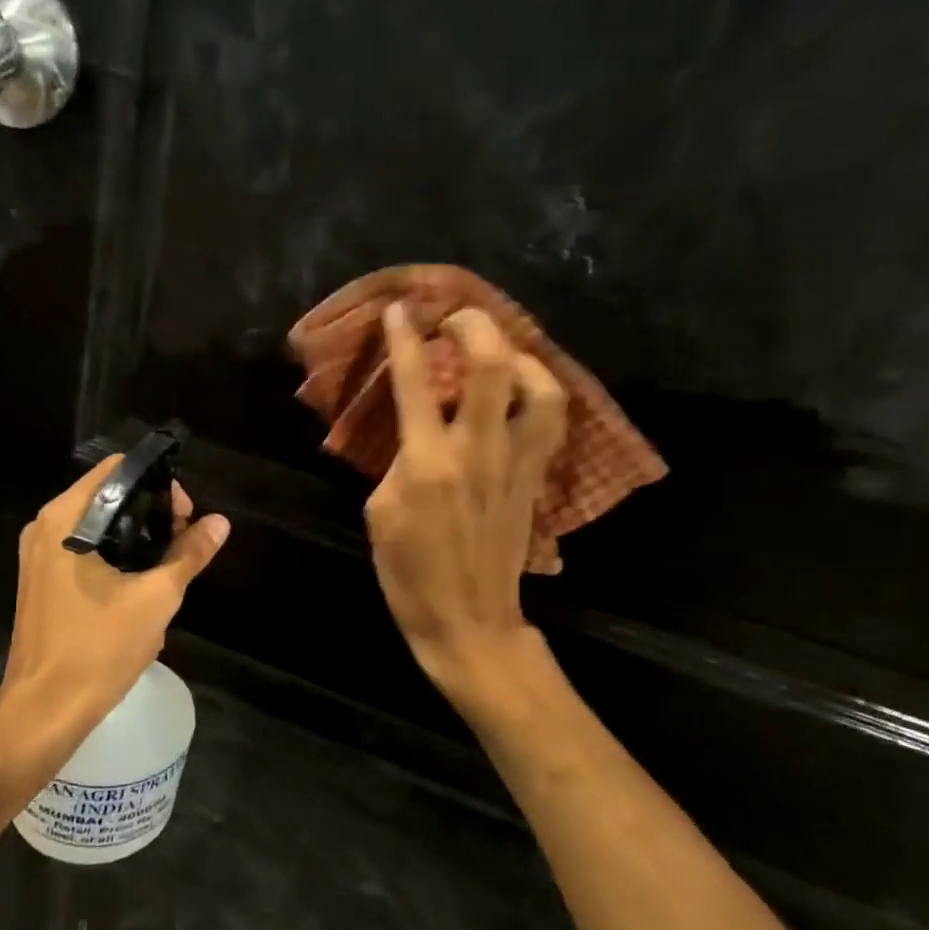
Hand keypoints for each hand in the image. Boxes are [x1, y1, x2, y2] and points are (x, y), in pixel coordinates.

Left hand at [0, 458, 229, 780]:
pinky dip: (115, 554)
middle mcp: (45, 528)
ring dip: (135, 536)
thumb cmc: (98, 648)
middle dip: (150, 511)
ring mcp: (38, 556)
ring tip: (170, 562)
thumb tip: (220, 522)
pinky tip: (141, 583)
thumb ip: (189, 554)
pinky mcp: (42, 581)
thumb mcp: (156, 598)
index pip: (116, 471)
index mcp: (65, 520)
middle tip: (184, 539)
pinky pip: (83, 550)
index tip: (185, 515)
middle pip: (106, 495)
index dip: (157, 483)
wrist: (45, 711)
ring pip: (96, 525)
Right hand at [365, 303, 566, 700]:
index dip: (406, 338)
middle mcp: (477, 451)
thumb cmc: (409, 573)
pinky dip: (537, 392)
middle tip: (456, 316)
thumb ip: (397, 460)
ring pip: (539, 388)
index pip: (417, 382)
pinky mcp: (535, 478)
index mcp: (427, 462)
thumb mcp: (379, 513)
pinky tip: (520, 391)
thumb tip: (415, 429)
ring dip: (519, 356)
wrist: (468, 619)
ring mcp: (515, 463)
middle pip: (491, 366)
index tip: (401, 309)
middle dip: (475, 326)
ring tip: (499, 351)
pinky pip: (548, 421)